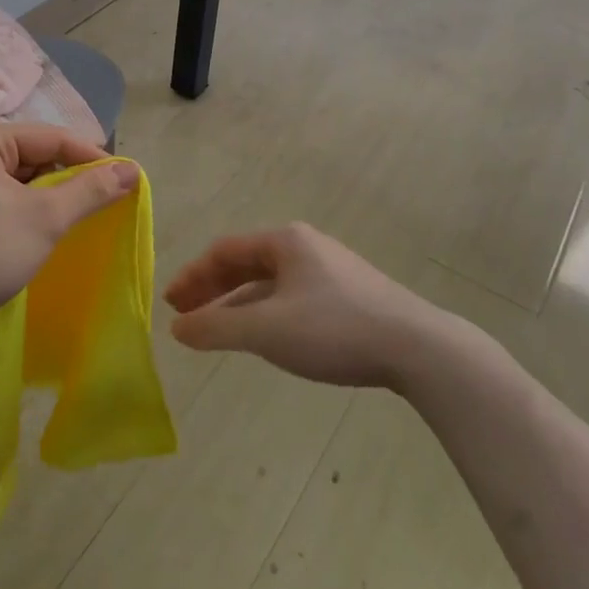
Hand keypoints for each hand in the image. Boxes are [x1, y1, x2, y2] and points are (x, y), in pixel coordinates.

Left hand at [0, 121, 138, 337]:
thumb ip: (89, 191)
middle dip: (68, 180)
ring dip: (46, 198)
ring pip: (18, 179)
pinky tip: (37, 234)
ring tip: (74, 222)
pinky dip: (23, 211)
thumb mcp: (44, 219)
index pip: (53, 136)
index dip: (93, 158)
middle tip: (101, 206)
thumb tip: (132, 169)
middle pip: (35, 155)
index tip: (126, 181)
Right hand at [164, 223, 434, 388]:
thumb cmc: (334, 329)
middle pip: (246, 263)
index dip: (193, 276)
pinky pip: (292, 297)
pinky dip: (266, 313)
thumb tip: (178, 328)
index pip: (224, 251)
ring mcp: (330, 270)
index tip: (171, 304)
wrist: (418, 347)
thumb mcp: (266, 330)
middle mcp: (305, 247)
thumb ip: (216, 328)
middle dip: (213, 289)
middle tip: (186, 315)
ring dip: (239, 303)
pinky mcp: (349, 295)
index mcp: (285, 241)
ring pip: (270, 283)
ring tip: (218, 329)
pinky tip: (265, 336)